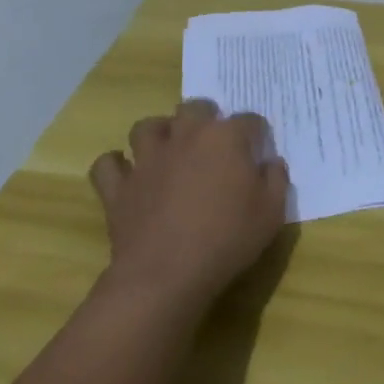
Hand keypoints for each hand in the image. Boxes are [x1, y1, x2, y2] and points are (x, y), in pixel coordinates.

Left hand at [89, 99, 289, 309]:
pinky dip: (115, 166)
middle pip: (195, 108)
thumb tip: (270, 163)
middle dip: (206, 117)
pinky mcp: (119, 187)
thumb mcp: (272, 212)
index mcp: (226, 137)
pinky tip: (127, 176)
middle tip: (213, 143)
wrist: (166, 275)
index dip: (257, 135)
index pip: (249, 120)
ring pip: (146, 126)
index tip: (258, 154)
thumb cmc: (227, 239)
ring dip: (158, 133)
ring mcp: (148, 159)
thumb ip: (276, 179)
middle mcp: (186, 136)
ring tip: (168, 150)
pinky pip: (107, 165)